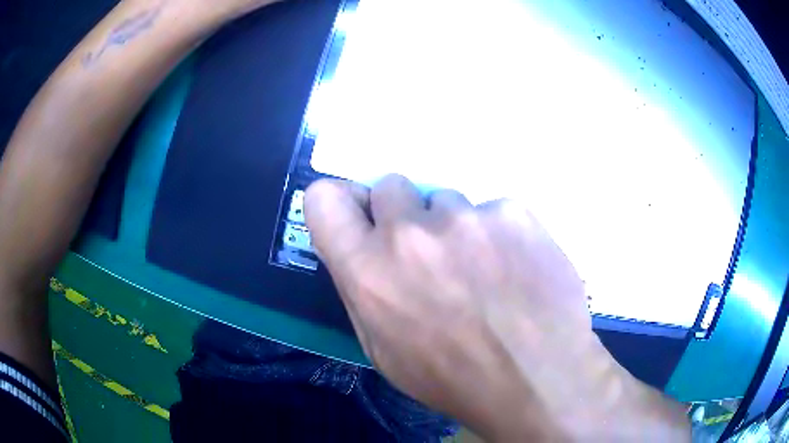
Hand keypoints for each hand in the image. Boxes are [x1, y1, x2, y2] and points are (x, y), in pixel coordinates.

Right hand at [305, 175, 689, 440]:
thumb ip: (363, 289)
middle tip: (429, 252)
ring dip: (456, 229)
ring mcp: (467, 218)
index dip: (339, 202)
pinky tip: (517, 270)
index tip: (358, 214)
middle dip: (402, 214)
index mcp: (367, 271)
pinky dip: (500, 234)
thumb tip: (361, 249)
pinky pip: (494, 211)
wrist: (537, 380)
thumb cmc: (452, 377)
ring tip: (484, 272)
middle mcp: (409, 234)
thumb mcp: (384, 349)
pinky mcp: (514, 213)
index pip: (324, 198)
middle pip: (390, 185)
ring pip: (447, 201)